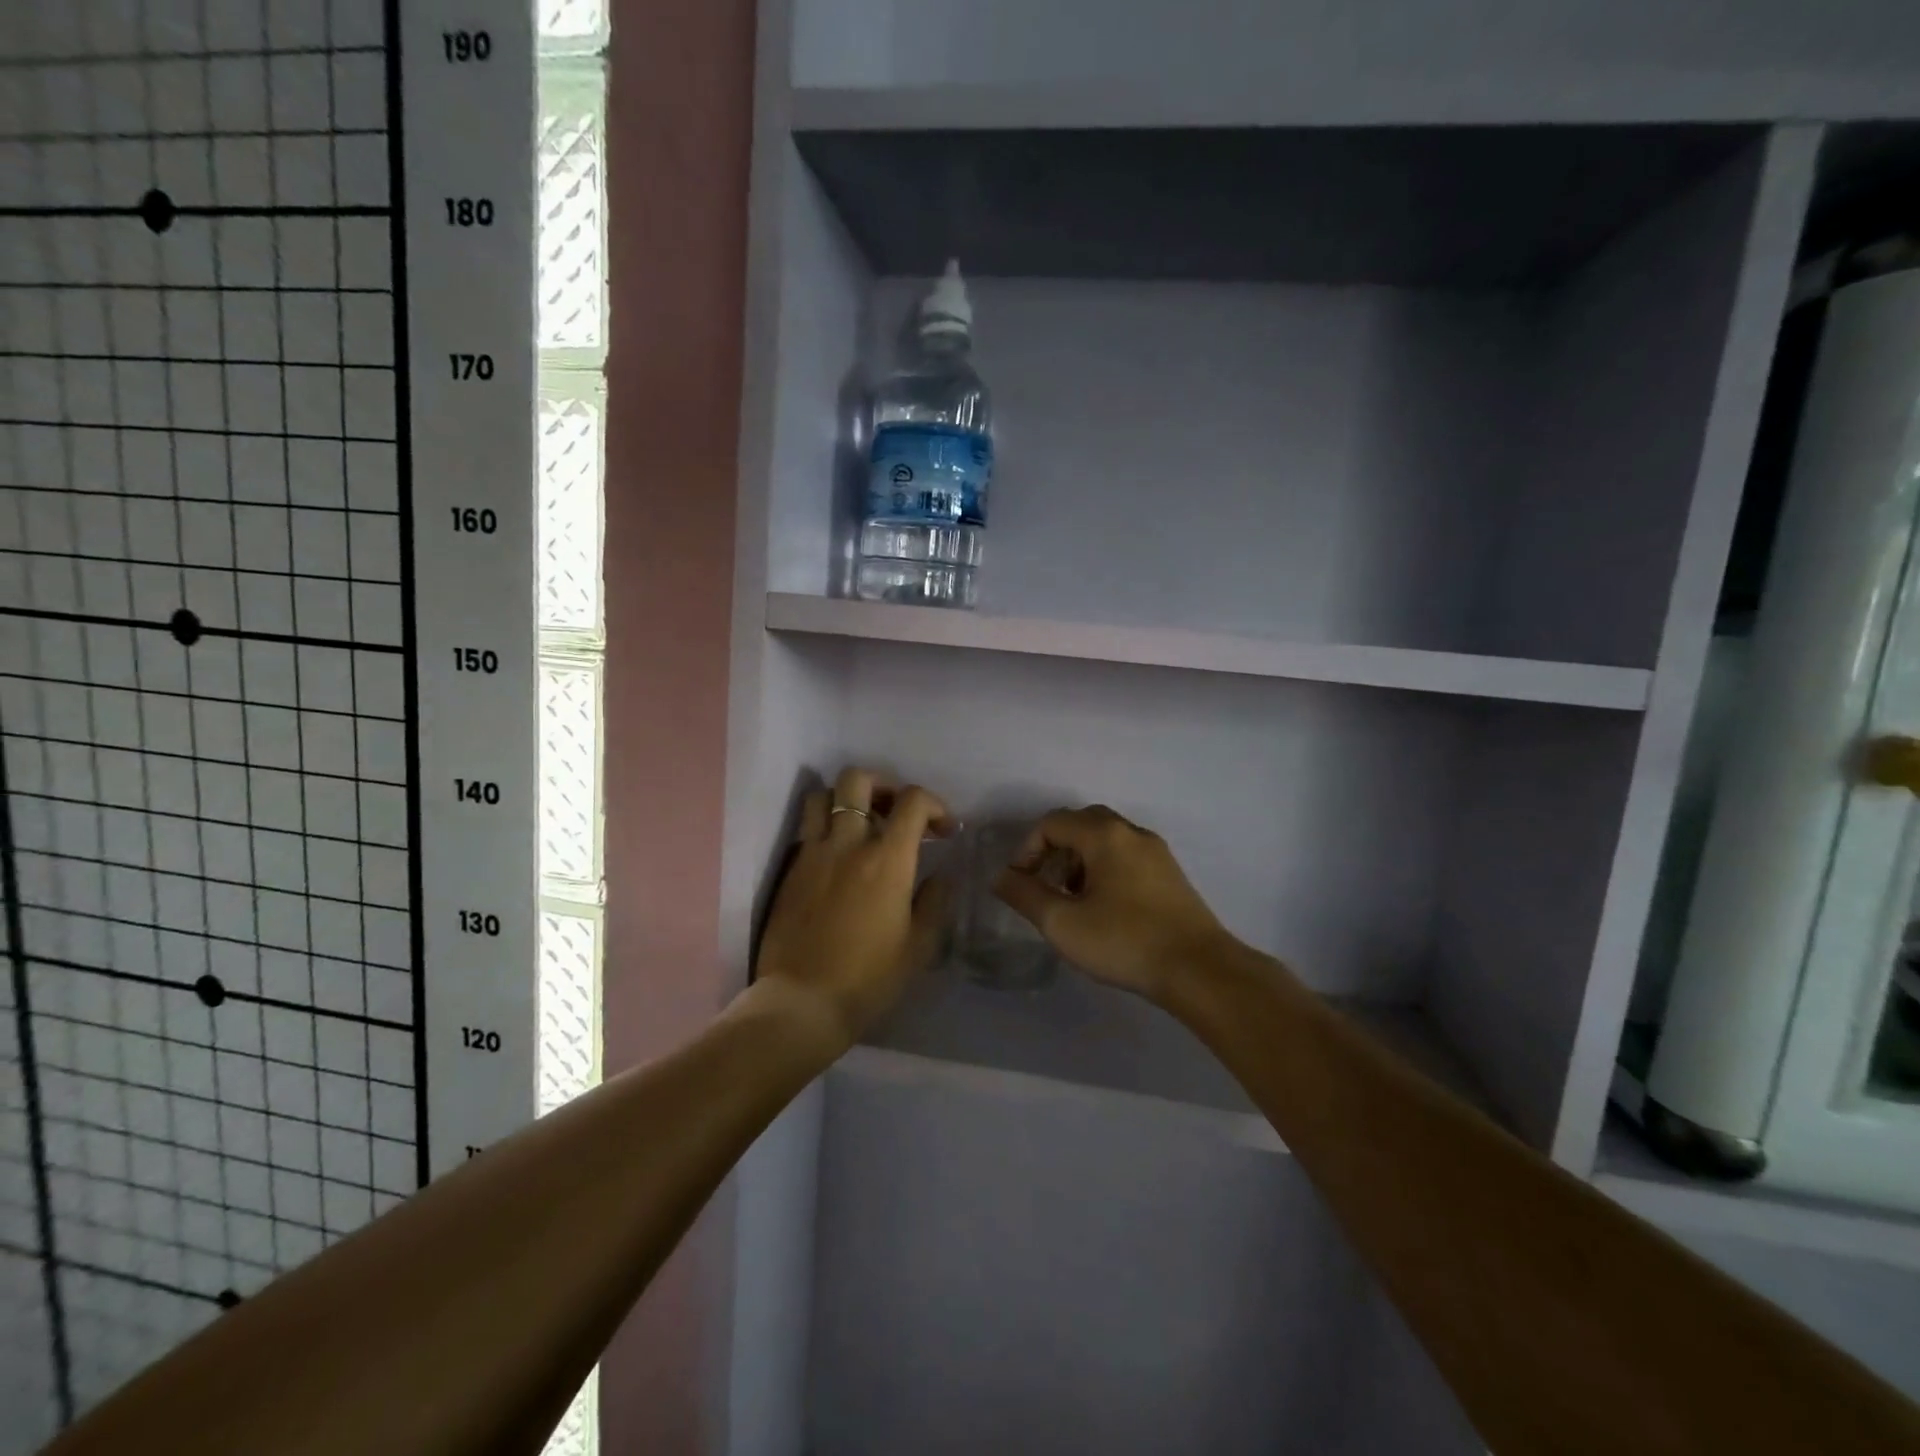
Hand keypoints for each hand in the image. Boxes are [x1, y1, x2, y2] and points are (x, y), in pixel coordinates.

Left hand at [754, 767, 955, 1050]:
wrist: (803, 1001)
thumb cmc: (868, 978)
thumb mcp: (918, 945)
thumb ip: (933, 901)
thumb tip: (939, 874)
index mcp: (887, 860)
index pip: (913, 801)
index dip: (935, 804)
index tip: (943, 829)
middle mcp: (848, 843)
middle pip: (858, 780)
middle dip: (884, 785)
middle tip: (896, 811)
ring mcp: (813, 853)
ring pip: (823, 796)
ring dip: (846, 800)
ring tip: (861, 824)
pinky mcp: (791, 869)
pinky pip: (807, 828)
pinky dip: (825, 827)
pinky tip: (837, 856)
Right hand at [993, 805, 1231, 1003]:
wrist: (1199, 970)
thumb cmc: (1124, 941)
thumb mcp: (1063, 923)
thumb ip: (1025, 895)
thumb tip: (1000, 877)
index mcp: (1104, 835)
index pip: (1052, 822)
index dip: (1027, 849)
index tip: (1021, 883)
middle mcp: (1131, 832)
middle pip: (1081, 823)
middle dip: (1054, 850)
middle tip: (1045, 884)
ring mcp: (1156, 852)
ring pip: (1106, 839)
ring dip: (1079, 860)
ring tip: (1071, 900)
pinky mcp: (1170, 874)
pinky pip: (1126, 856)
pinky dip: (1104, 868)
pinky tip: (1104, 907)